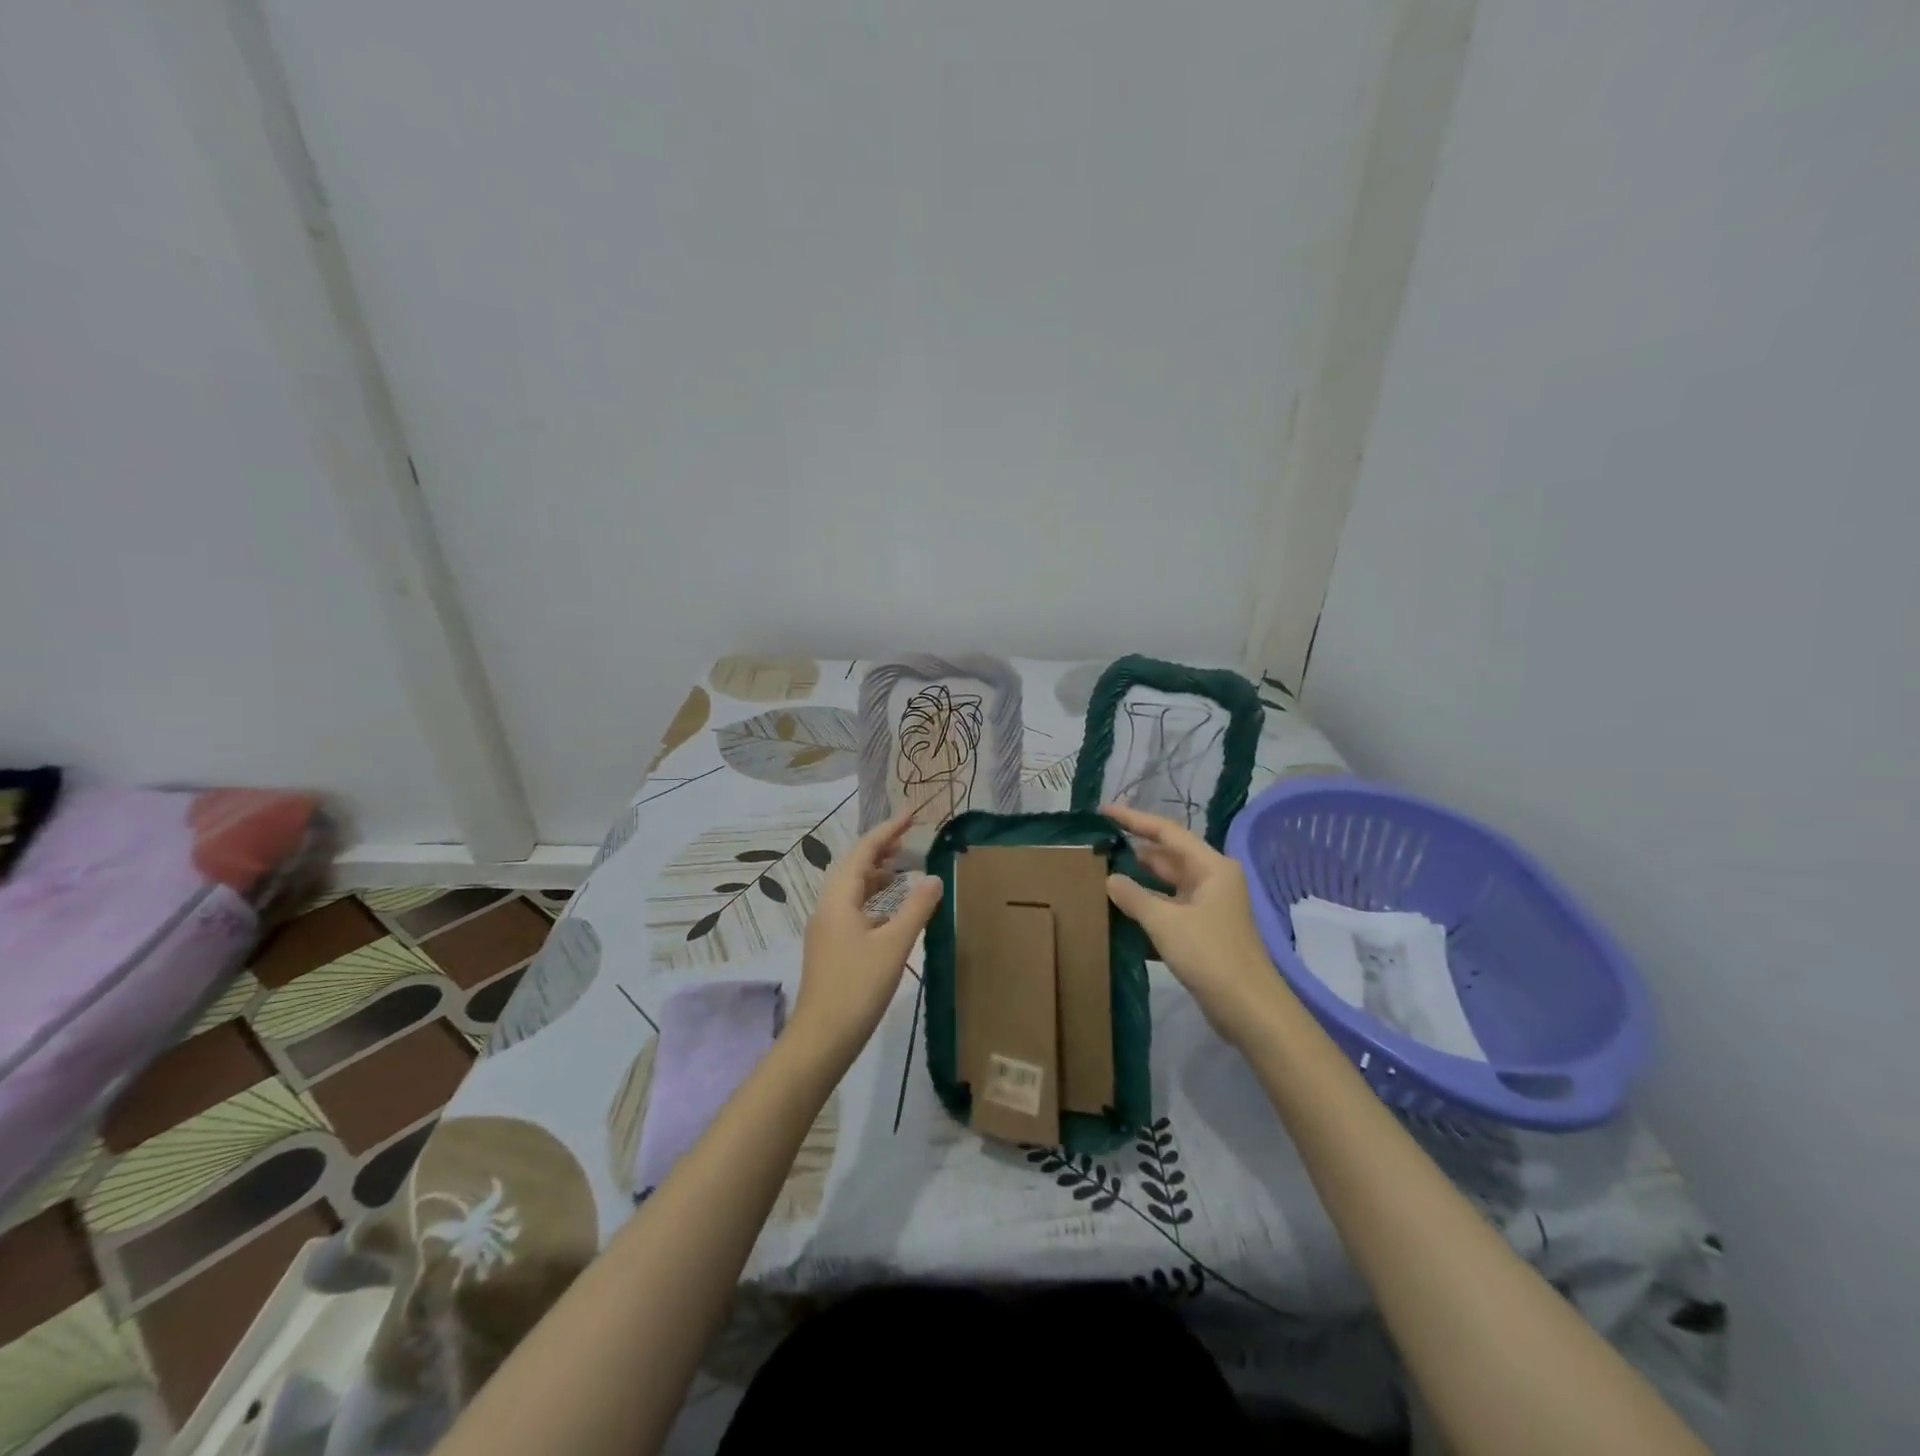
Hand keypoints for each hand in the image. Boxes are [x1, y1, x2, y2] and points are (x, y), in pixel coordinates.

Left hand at [791, 810, 943, 1060]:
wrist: (821, 1038)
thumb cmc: (858, 987)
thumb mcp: (894, 945)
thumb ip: (916, 909)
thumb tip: (934, 877)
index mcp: (838, 900)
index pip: (863, 852)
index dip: (887, 831)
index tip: (910, 815)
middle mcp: (827, 908)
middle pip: (852, 866)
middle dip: (879, 848)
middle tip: (908, 837)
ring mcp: (826, 929)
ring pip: (851, 889)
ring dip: (875, 873)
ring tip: (902, 868)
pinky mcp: (830, 948)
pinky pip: (852, 908)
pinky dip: (872, 899)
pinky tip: (891, 912)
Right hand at [1103, 803, 1289, 1044]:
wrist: (1249, 1010)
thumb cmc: (1211, 956)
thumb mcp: (1166, 923)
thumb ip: (1134, 897)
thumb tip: (1110, 879)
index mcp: (1211, 867)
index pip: (1167, 832)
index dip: (1134, 819)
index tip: (1104, 811)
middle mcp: (1212, 880)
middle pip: (1166, 857)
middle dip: (1133, 852)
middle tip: (1096, 848)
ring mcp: (1208, 906)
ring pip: (1166, 885)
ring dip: (1137, 882)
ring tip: (1100, 876)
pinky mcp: (1202, 931)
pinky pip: (1168, 908)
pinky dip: (1146, 907)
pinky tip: (1118, 911)